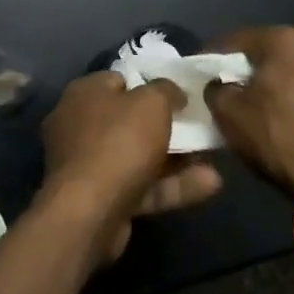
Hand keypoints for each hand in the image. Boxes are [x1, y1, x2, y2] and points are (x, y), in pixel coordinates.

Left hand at [38, 71, 222, 266]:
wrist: (89, 212)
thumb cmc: (118, 142)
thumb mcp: (151, 103)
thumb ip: (165, 91)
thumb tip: (173, 92)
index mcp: (84, 93)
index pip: (119, 81)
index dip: (150, 86)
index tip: (179, 96)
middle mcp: (80, 124)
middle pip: (129, 120)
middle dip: (166, 126)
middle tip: (199, 127)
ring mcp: (88, 165)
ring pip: (138, 156)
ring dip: (177, 159)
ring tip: (214, 157)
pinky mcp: (100, 199)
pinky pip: (141, 186)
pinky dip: (171, 186)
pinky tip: (210, 185)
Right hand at [206, 26, 293, 203]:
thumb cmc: (280, 139)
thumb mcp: (228, 114)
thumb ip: (215, 89)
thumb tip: (218, 85)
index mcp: (285, 40)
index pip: (235, 40)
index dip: (211, 56)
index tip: (198, 72)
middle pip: (268, 53)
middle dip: (246, 68)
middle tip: (226, 88)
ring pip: (292, 71)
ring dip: (273, 83)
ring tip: (256, 106)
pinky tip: (284, 118)